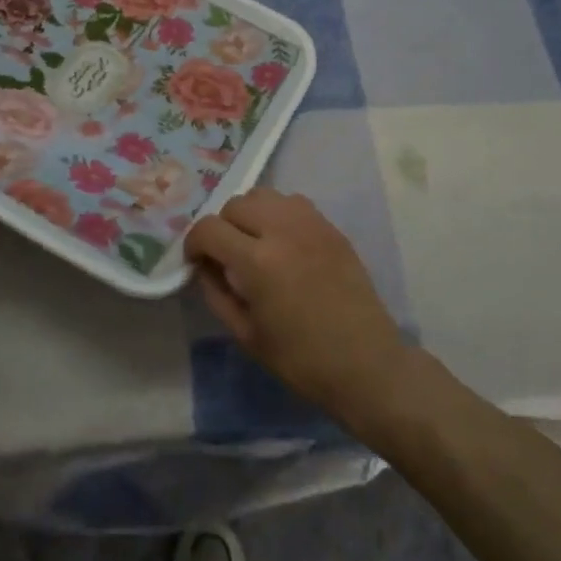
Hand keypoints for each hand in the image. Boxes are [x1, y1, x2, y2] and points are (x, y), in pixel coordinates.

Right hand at [185, 188, 412, 423]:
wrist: (366, 364)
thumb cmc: (301, 359)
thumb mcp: (245, 334)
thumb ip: (217, 292)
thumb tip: (205, 265)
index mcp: (257, 261)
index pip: (209, 229)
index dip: (194, 243)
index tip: (197, 261)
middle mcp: (282, 231)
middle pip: (235, 204)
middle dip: (222, 227)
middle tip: (226, 254)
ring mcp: (311, 224)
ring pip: (264, 195)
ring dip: (250, 214)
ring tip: (254, 241)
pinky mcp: (331, 227)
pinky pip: (292, 203)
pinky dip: (278, 214)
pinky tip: (283, 242)